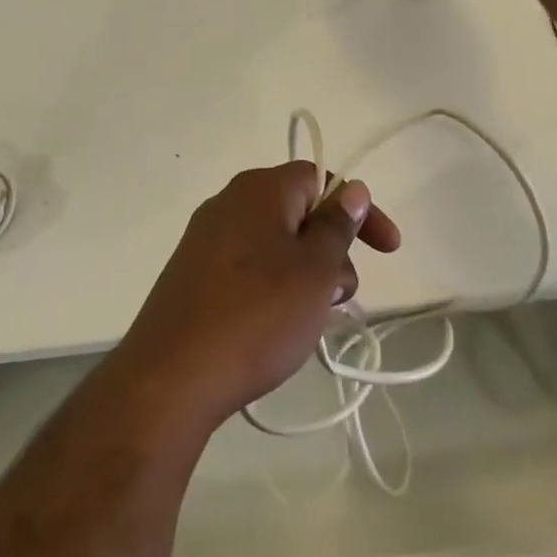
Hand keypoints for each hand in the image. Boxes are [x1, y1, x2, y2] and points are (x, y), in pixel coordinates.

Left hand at [111, 163, 402, 431]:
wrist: (170, 378)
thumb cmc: (256, 316)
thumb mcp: (314, 271)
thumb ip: (337, 226)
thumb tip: (352, 190)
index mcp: (258, 190)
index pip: (320, 178)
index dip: (359, 209)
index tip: (386, 250)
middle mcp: (228, 203)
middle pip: (297, 212)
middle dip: (331, 249)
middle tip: (340, 296)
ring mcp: (204, 240)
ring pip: (274, 244)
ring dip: (305, 274)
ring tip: (310, 321)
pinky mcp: (192, 275)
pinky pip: (248, 268)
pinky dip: (274, 288)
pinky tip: (278, 328)